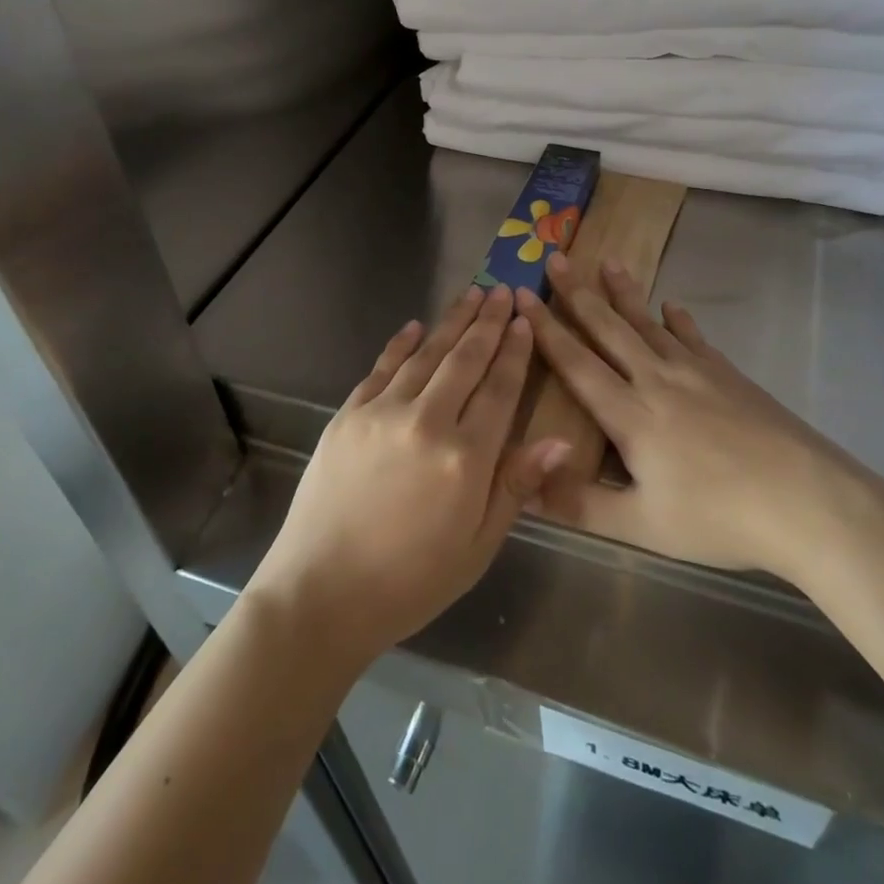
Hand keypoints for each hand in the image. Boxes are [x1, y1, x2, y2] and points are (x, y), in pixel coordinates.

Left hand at [247, 285, 572, 665]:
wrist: (321, 594)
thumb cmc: (412, 580)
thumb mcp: (478, 546)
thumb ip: (516, 485)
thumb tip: (561, 441)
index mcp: (466, 458)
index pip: (500, 389)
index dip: (515, 352)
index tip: (525, 320)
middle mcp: (427, 422)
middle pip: (466, 360)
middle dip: (487, 322)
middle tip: (502, 290)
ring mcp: (383, 413)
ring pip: (426, 354)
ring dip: (451, 322)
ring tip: (471, 294)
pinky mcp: (348, 415)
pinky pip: (381, 368)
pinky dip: (401, 344)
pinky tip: (415, 326)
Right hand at [515, 254, 840, 580]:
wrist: (804, 499)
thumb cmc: (717, 517)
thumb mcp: (640, 525)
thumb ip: (579, 504)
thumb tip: (524, 487)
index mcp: (630, 414)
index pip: (576, 363)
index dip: (545, 328)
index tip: (523, 295)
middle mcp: (657, 380)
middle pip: (610, 329)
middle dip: (578, 293)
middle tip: (556, 258)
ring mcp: (697, 372)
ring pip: (649, 324)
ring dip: (625, 293)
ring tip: (608, 262)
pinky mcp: (729, 375)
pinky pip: (694, 338)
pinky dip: (679, 320)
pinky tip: (673, 307)